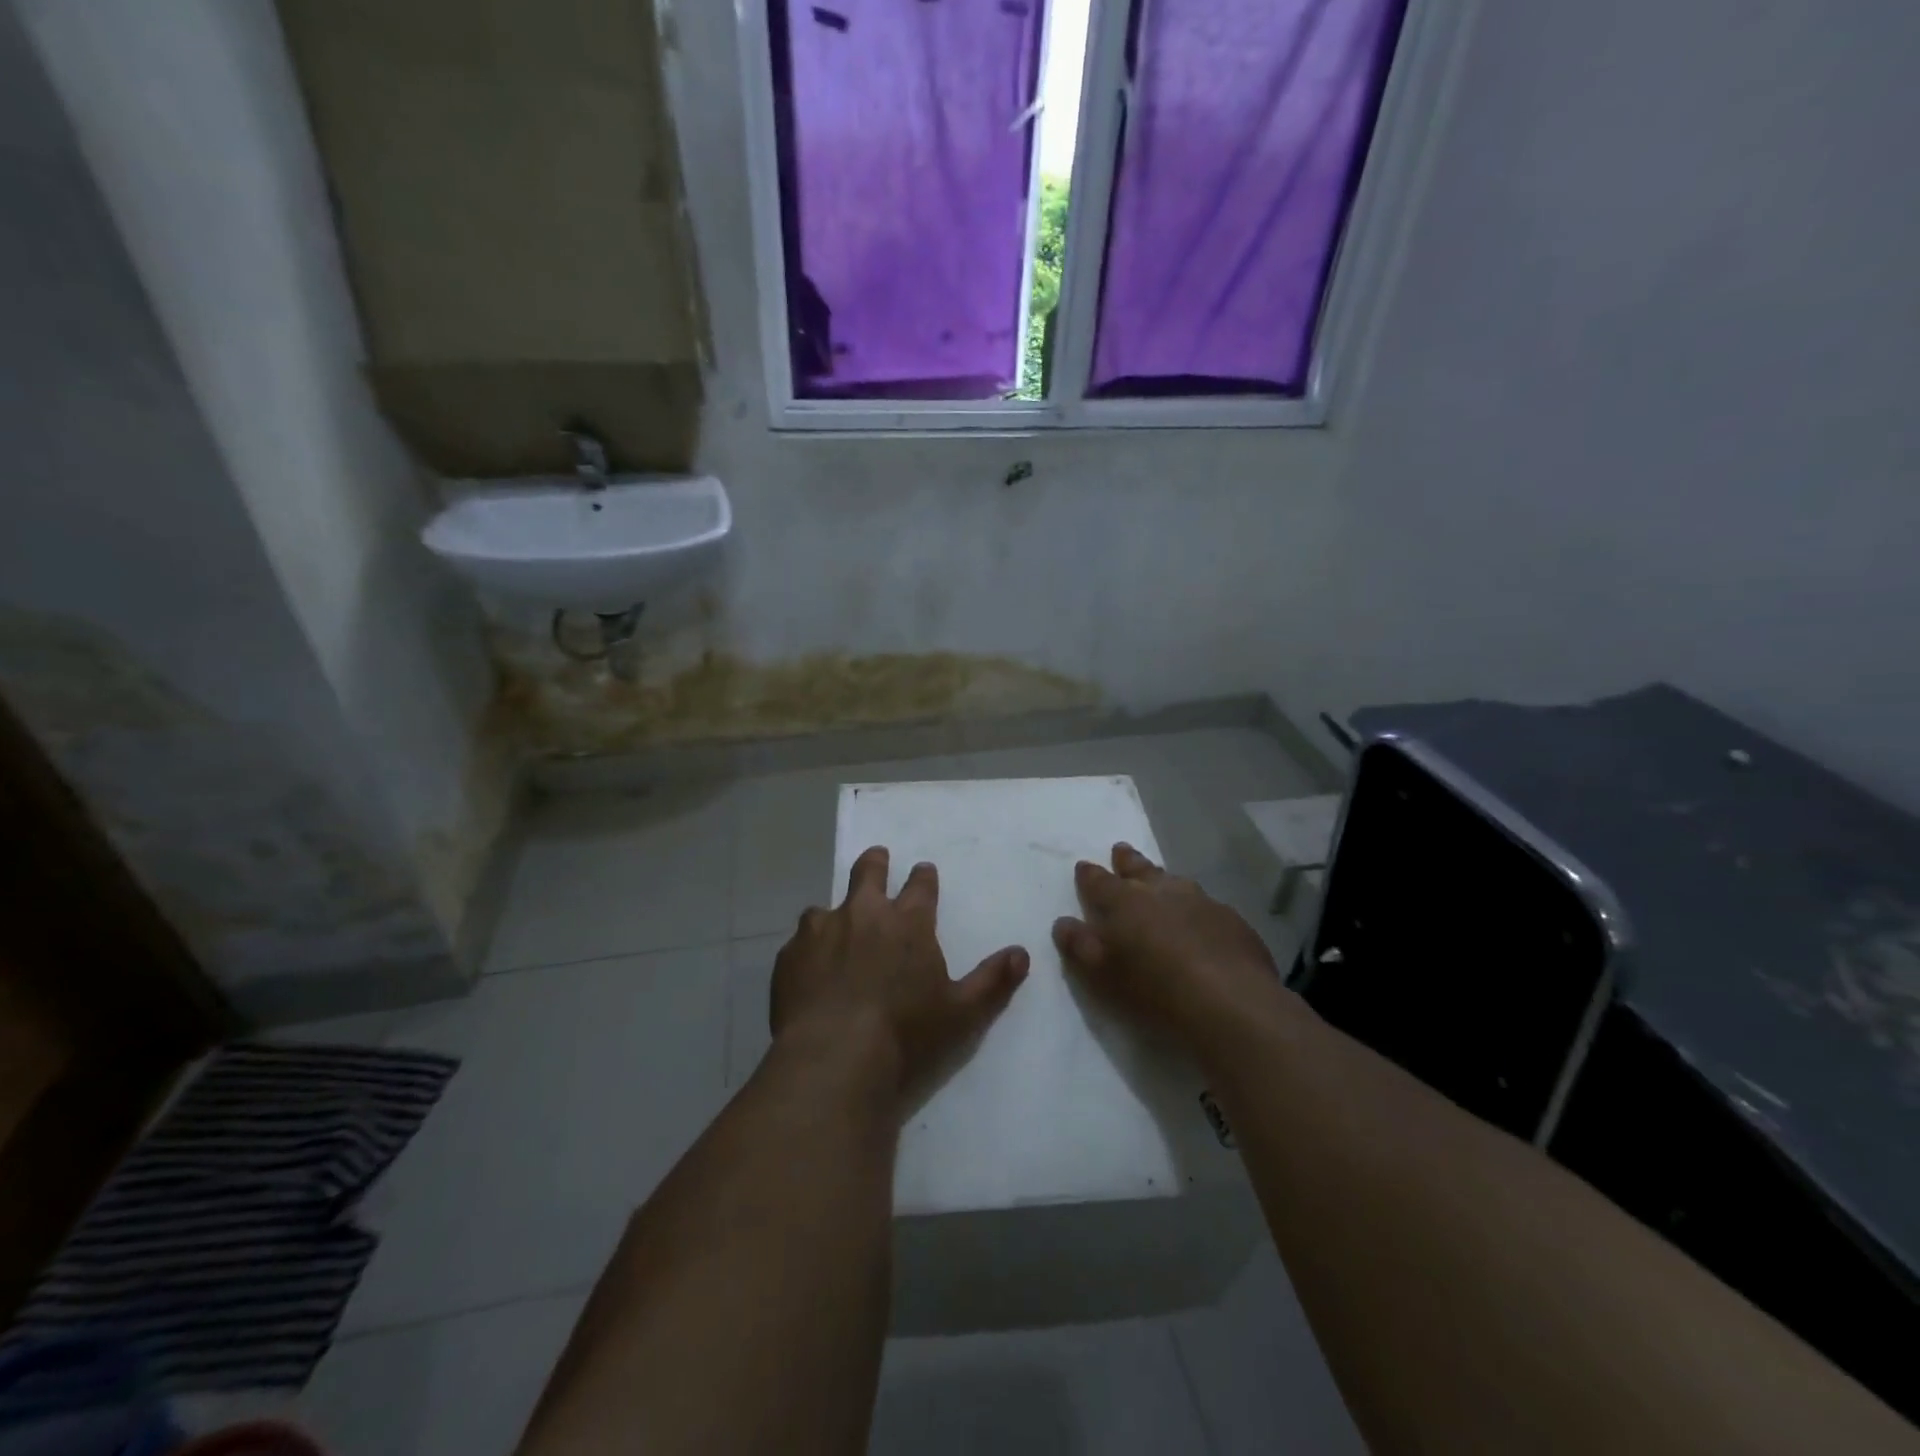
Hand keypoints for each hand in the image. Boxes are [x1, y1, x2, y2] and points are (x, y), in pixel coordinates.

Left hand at [772, 846, 1028, 1106]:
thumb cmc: (906, 1035)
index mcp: (908, 922)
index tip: (924, 870)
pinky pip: (798, 941)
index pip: (920, 886)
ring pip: (825, 906)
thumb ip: (992, 981)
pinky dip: (807, 948)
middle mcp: (863, 914)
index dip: (923, 876)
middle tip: (878, 859)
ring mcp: (821, 931)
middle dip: (876, 863)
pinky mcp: (789, 956)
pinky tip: (808, 968)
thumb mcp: (961, 1013)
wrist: (833, 1059)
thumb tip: (1022, 953)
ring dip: (834, 913)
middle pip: (868, 872)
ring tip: (835, 926)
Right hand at [1053, 844, 1282, 1057]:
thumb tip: (1063, 922)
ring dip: (1163, 880)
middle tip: (1121, 850)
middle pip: (1140, 869)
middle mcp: (1162, 891)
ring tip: (1160, 881)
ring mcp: (1202, 902)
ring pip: (1176, 882)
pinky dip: (1196, 909)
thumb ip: (1079, 945)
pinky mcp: (1233, 922)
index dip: (1089, 875)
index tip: (1083, 866)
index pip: (1099, 881)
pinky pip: (1207, 906)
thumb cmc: (1154, 990)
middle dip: (1127, 860)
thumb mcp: (1101, 975)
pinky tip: (1201, 921)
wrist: (1231, 1005)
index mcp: (1125, 901)